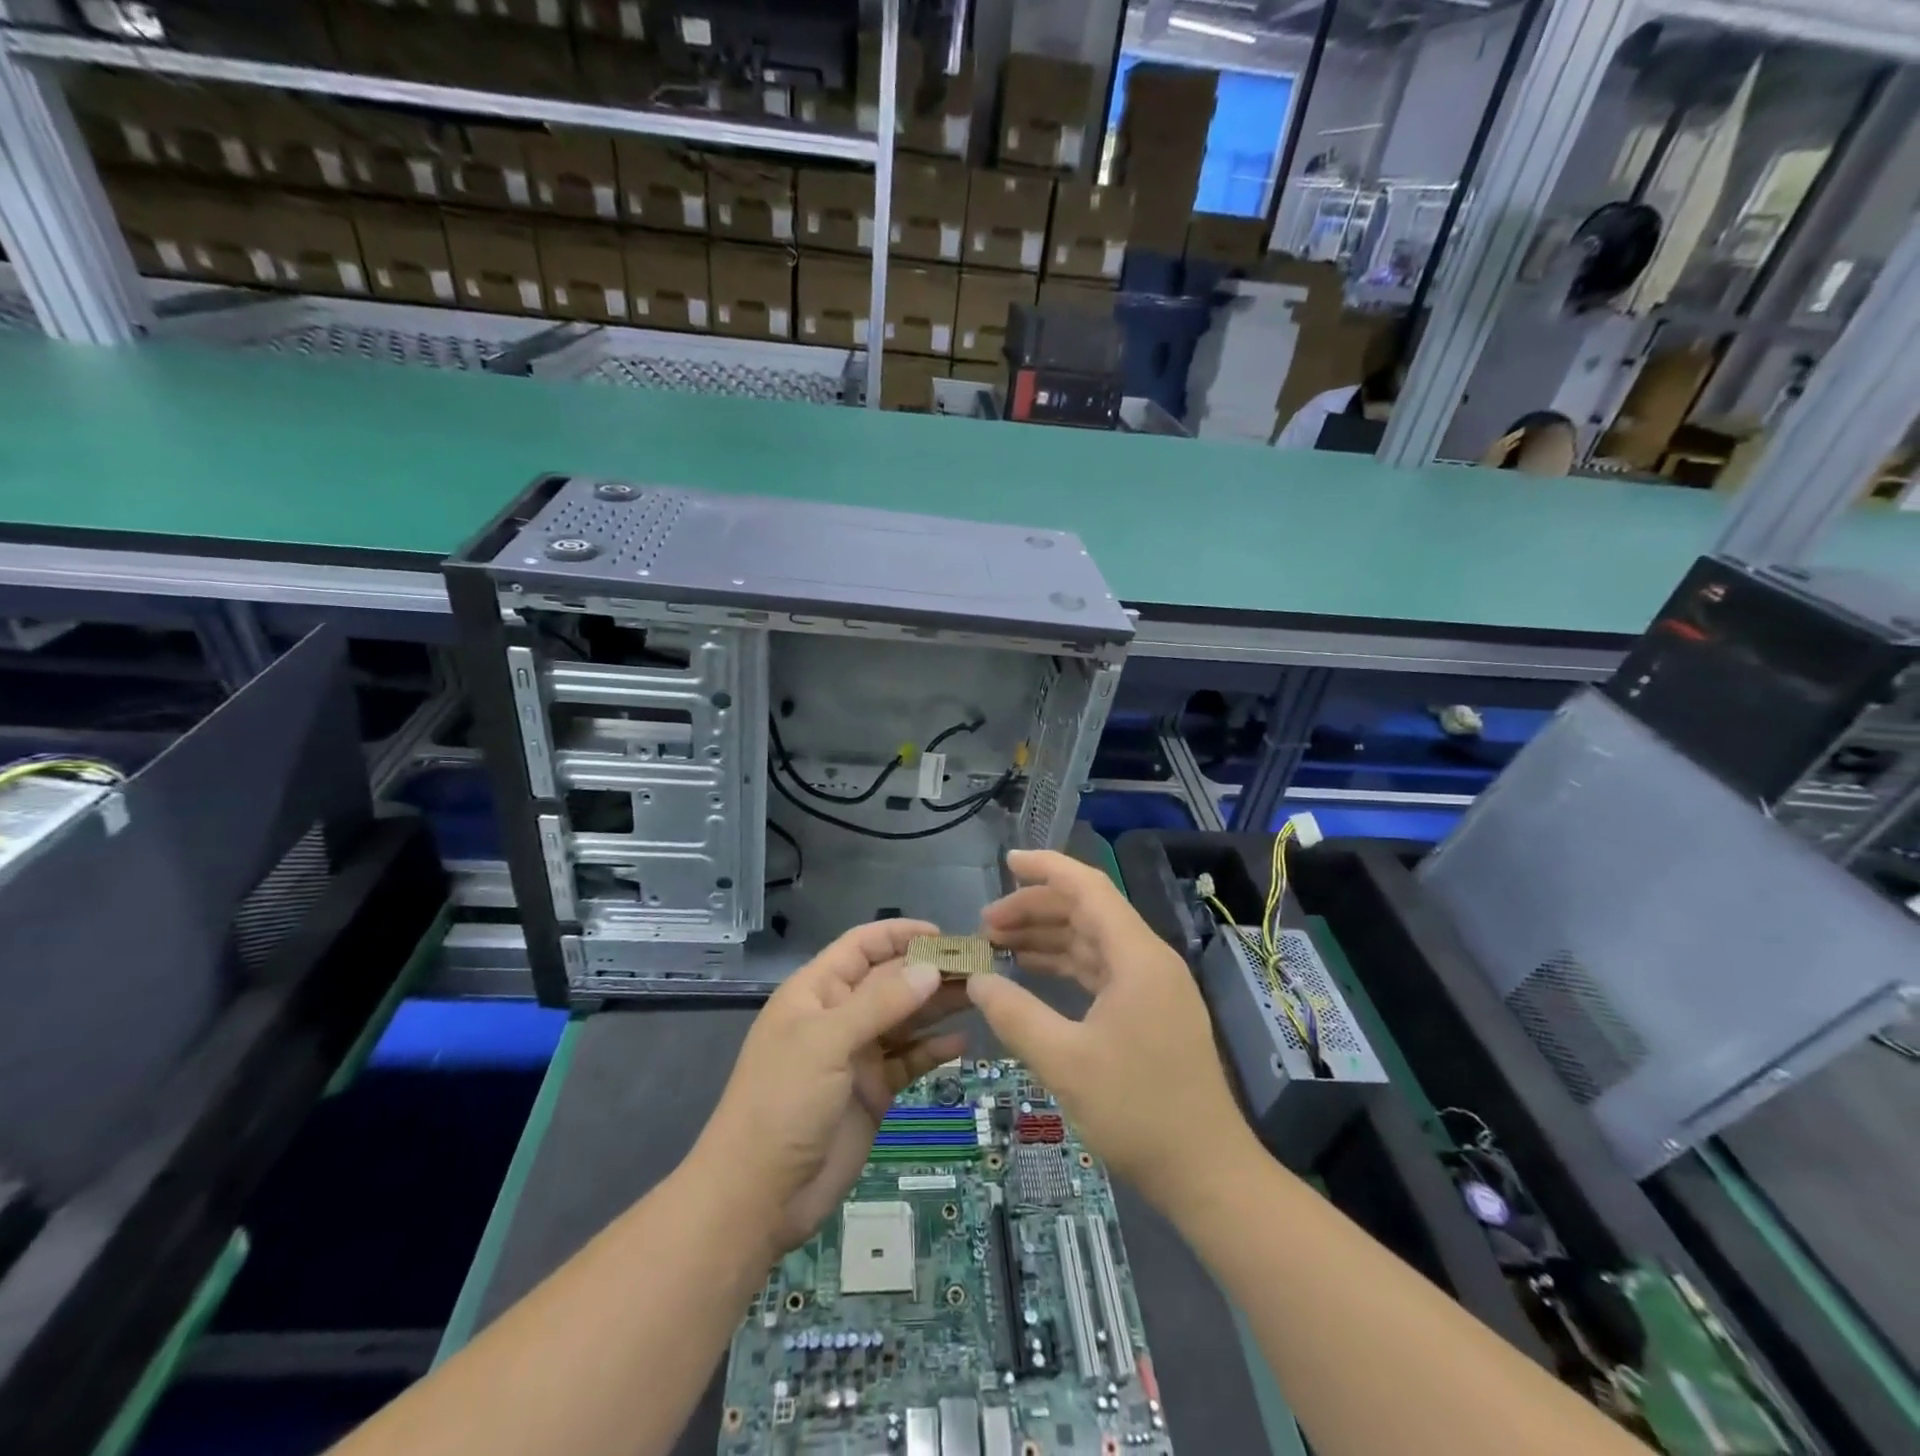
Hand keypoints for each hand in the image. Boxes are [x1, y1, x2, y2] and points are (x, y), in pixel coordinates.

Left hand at [693, 920, 967, 1252]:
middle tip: (979, 967)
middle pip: (890, 981)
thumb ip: (880, 1003)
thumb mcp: (826, 1042)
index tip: (943, 935)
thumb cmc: (782, 1102)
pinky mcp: (874, 1092)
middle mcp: (839, 1016)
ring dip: (938, 1006)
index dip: (899, 935)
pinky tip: (963, 1043)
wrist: (758, 1196)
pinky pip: (909, 1060)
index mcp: (817, 992)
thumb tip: (930, 969)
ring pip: (905, 1019)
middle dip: (929, 971)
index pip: (862, 947)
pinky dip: (933, 1050)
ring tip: (980, 995)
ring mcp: (857, 1055)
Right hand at [969, 851, 1248, 1208]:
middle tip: (985, 924)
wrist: (1207, 1173)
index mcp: (1137, 957)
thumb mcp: (1065, 1062)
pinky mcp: (1149, 1010)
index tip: (1005, 861)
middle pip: (1087, 912)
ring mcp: (1152, 986)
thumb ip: (1015, 1015)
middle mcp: (1148, 959)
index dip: (1046, 868)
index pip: (1088, 888)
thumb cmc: (1138, 1112)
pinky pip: (1100, 969)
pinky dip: (1065, 964)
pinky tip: (1033, 972)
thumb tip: (976, 980)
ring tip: (997, 944)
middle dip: (1035, 908)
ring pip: (1092, 940)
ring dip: (1047, 936)